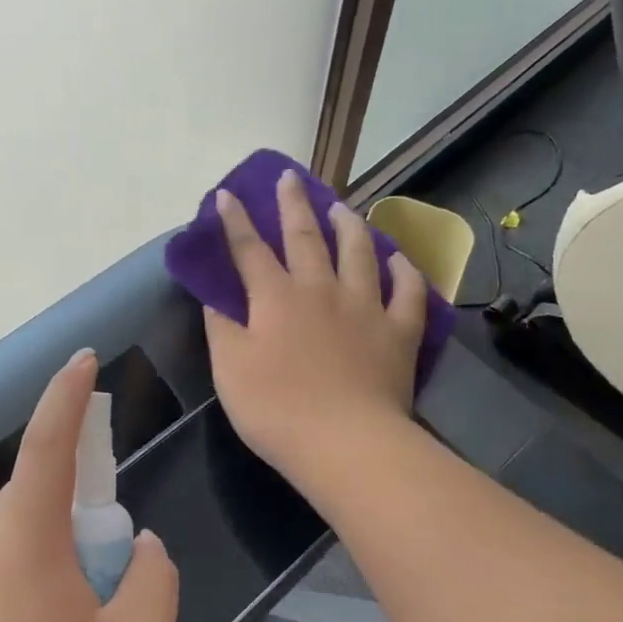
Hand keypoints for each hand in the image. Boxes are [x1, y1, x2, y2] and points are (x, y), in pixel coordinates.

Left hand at [0, 349, 178, 621]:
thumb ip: (151, 579)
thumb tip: (141, 549)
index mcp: (23, 546)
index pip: (46, 448)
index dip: (66, 397)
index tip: (85, 360)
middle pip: (32, 488)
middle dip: (74, 467)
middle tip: (115, 470)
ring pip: (22, 531)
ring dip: (65, 521)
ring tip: (109, 551)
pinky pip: (14, 568)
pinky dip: (51, 559)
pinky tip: (82, 602)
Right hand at [205, 170, 427, 488]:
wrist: (345, 443)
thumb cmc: (276, 410)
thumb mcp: (230, 370)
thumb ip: (221, 328)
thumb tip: (215, 296)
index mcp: (276, 298)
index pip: (249, 249)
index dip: (235, 221)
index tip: (226, 194)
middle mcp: (321, 289)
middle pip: (306, 236)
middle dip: (293, 204)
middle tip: (289, 178)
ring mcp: (365, 307)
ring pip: (359, 252)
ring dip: (349, 225)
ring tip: (343, 207)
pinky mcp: (398, 331)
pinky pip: (407, 292)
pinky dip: (404, 271)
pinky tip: (399, 260)